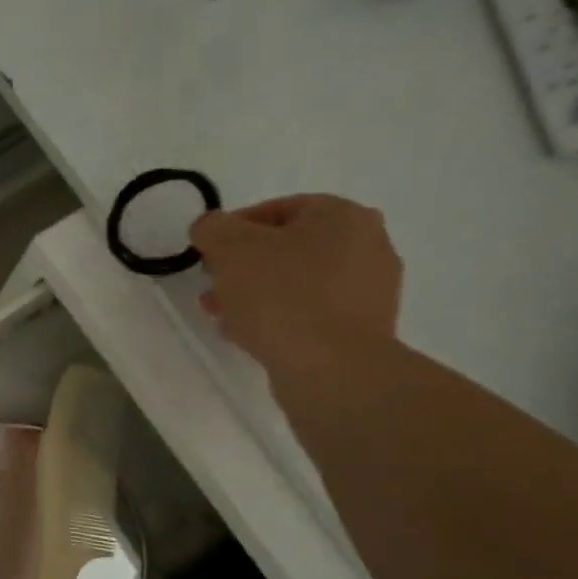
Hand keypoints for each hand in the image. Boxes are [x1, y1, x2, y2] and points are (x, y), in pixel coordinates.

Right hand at [191, 194, 402, 370]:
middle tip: (214, 286)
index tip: (207, 253)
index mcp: (343, 215)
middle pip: (288, 248)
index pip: (278, 209)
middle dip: (244, 266)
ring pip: (297, 284)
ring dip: (257, 295)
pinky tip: (250, 336)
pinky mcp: (363, 331)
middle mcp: (368, 245)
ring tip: (224, 315)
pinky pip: (310, 314)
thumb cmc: (281, 296)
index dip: (234, 229)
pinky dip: (280, 319)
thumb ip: (212, 228)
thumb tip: (211, 228)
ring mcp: (370, 291)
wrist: (332, 370)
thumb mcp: (229, 248)